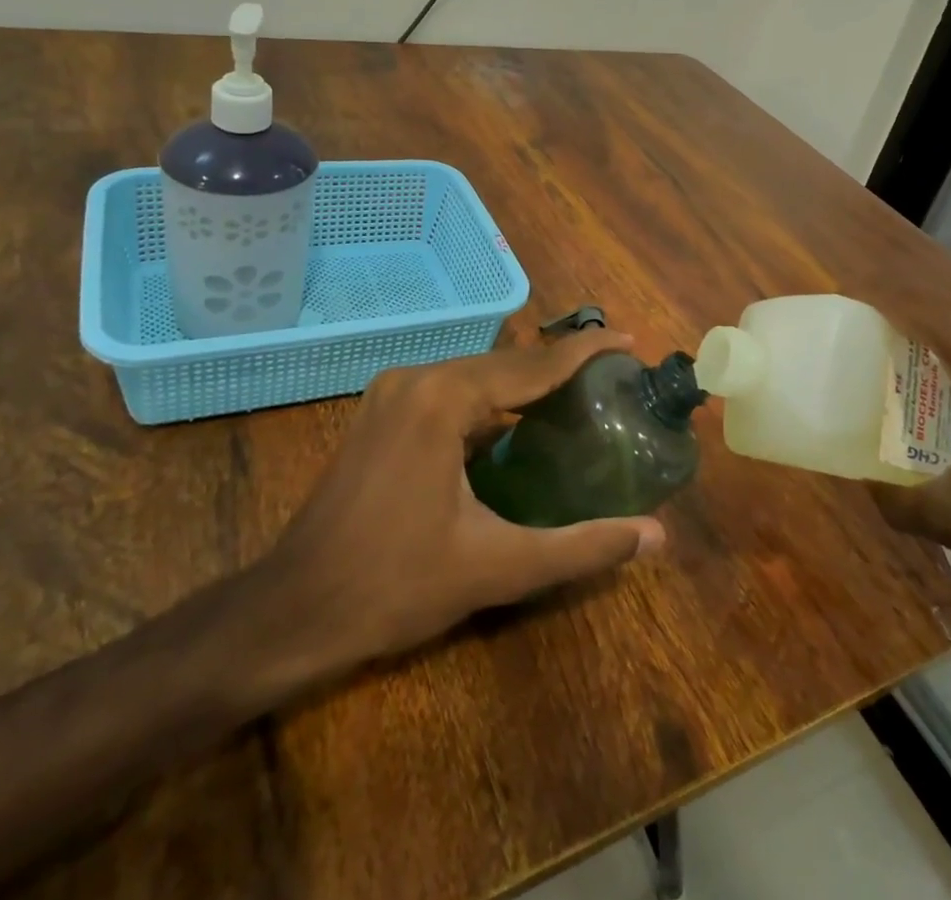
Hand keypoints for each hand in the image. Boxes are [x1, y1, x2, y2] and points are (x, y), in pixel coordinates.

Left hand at [196, 329, 665, 711]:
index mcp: (443, 398)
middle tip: (613, 375)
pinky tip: (518, 423)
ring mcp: (392, 393)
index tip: (629, 340)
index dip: (585, 351)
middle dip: (558, 366)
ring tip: (578, 392)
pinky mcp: (381, 413)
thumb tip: (656, 536)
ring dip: (524, 384)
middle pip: (504, 363)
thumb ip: (581, 547)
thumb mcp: (497, 567)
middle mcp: (416, 378)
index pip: (532, 365)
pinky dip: (490, 402)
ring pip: (476, 376)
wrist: (293, 610)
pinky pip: (450, 393)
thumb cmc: (395, 585)